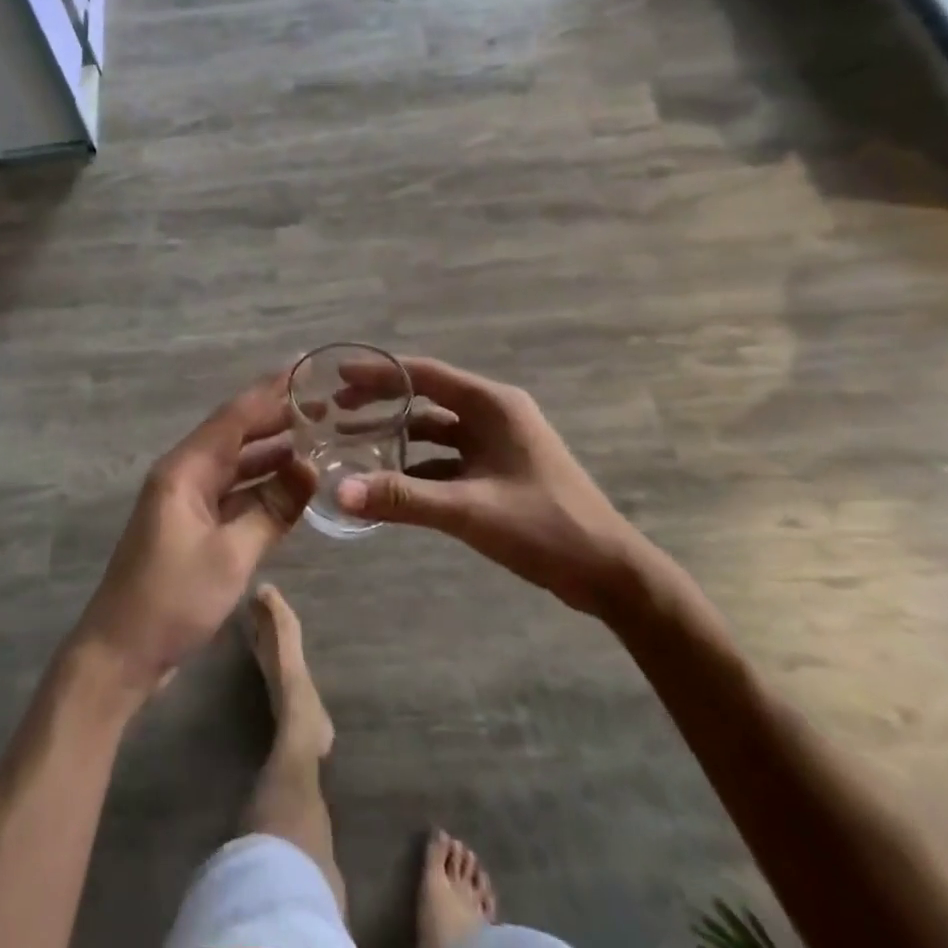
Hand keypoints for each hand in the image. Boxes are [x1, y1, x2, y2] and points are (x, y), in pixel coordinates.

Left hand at [69, 372, 317, 701]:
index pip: (234, 417)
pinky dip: (260, 485)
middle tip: (323, 405)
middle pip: (234, 434)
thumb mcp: (231, 555)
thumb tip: (310, 468)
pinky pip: (232, 492)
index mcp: (185, 470)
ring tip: (316, 438)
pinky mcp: (191, 527)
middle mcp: (184, 474)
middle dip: (275, 418)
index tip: (304, 369)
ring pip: (235, 464)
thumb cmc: (172, 599)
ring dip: (271, 452)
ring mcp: (186, 501)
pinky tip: (290, 484)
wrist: (120, 655)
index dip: (270, 392)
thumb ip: (273, 508)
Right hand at [334, 356, 648, 616]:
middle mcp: (494, 414)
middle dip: (383, 401)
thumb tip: (340, 492)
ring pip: (436, 429)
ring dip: (399, 434)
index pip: (426, 375)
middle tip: (337, 408)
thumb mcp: (470, 511)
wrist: (610, 574)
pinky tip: (390, 481)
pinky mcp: (499, 471)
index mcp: (493, 406)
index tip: (339, 375)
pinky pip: (448, 458)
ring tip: (355, 441)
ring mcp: (498, 443)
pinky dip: (418, 465)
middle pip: (427, 397)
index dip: (380, 373)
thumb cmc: (545, 527)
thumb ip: (403, 499)